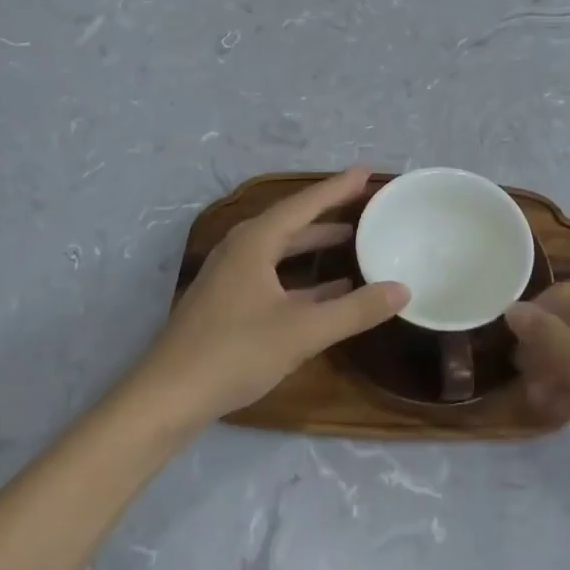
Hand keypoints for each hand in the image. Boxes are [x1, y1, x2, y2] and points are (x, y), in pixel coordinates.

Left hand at [131, 167, 408, 425]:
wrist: (166, 398)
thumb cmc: (235, 352)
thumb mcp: (303, 332)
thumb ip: (355, 310)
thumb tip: (403, 289)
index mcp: (255, 242)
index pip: (304, 204)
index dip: (337, 188)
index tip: (366, 172)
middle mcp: (241, 249)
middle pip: (291, 221)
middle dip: (327, 212)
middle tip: (362, 203)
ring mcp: (230, 276)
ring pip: (280, 249)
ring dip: (313, 244)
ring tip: (350, 240)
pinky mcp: (227, 302)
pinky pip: (272, 274)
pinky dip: (301, 276)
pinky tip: (327, 291)